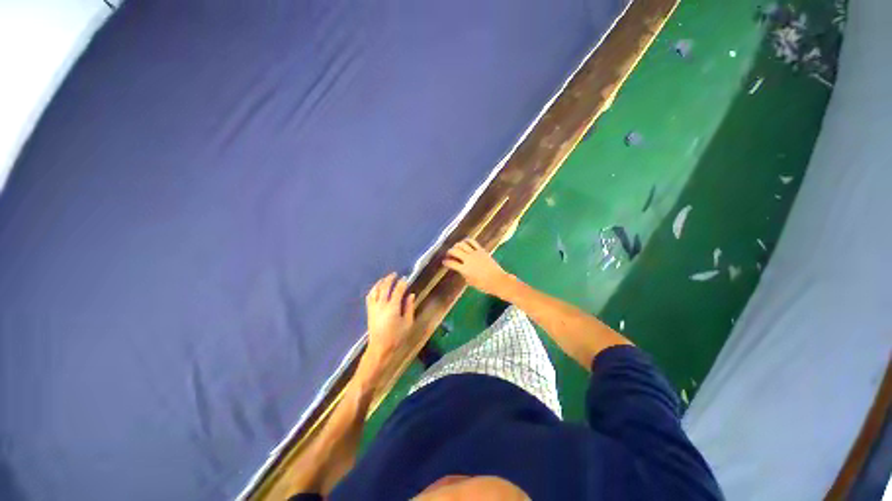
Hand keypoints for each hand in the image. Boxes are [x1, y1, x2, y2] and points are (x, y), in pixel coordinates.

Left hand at [363, 273, 415, 370]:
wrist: (380, 348)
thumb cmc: (397, 336)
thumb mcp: (407, 323)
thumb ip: (409, 307)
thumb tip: (411, 295)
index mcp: (393, 307)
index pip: (397, 290)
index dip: (402, 283)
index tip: (406, 278)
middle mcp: (381, 305)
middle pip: (385, 287)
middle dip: (390, 279)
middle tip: (395, 274)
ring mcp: (374, 307)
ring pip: (376, 290)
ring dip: (380, 282)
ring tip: (385, 279)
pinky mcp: (369, 311)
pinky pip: (370, 297)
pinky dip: (373, 290)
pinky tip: (376, 288)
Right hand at [443, 238, 511, 296]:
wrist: (497, 280)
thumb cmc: (483, 285)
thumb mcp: (470, 281)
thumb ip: (463, 273)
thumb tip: (460, 267)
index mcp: (464, 269)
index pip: (451, 263)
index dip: (446, 262)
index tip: (444, 262)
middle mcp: (468, 259)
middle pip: (455, 251)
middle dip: (449, 252)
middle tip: (449, 254)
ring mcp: (475, 253)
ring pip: (462, 244)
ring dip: (457, 245)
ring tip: (456, 248)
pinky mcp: (481, 250)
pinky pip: (472, 242)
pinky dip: (466, 241)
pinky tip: (464, 242)